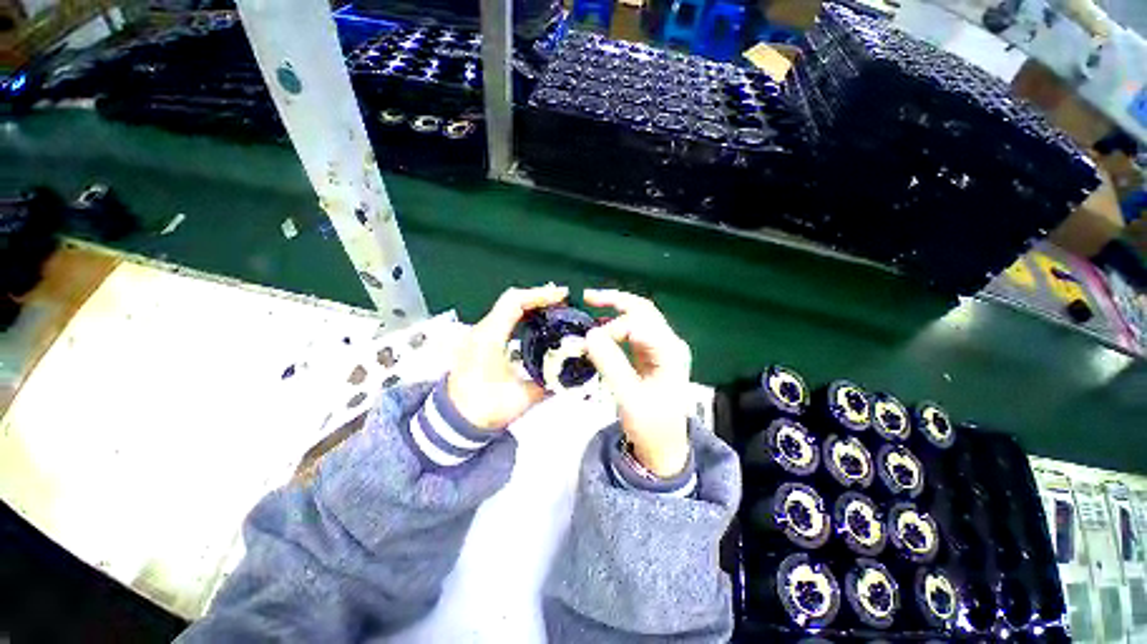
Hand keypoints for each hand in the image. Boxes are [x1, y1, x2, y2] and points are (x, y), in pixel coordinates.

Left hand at [447, 285, 568, 430]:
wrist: (453, 422)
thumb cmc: (483, 409)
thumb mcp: (520, 399)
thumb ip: (548, 385)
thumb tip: (569, 375)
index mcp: (490, 338)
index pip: (514, 302)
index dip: (539, 295)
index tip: (562, 296)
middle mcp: (482, 331)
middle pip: (511, 299)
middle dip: (539, 296)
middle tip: (562, 301)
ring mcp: (479, 334)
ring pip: (506, 307)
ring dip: (531, 304)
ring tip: (554, 308)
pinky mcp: (480, 341)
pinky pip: (503, 318)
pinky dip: (522, 314)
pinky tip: (536, 322)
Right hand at [583, 288, 692, 477]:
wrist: (664, 446)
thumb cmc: (650, 426)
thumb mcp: (628, 398)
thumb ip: (610, 365)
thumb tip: (589, 335)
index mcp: (669, 352)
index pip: (638, 325)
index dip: (611, 329)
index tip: (589, 344)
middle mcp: (669, 343)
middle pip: (643, 310)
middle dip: (616, 300)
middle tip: (588, 297)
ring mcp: (662, 347)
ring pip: (640, 316)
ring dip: (616, 308)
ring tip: (592, 303)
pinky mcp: (653, 353)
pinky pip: (635, 330)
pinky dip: (617, 324)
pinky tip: (603, 325)